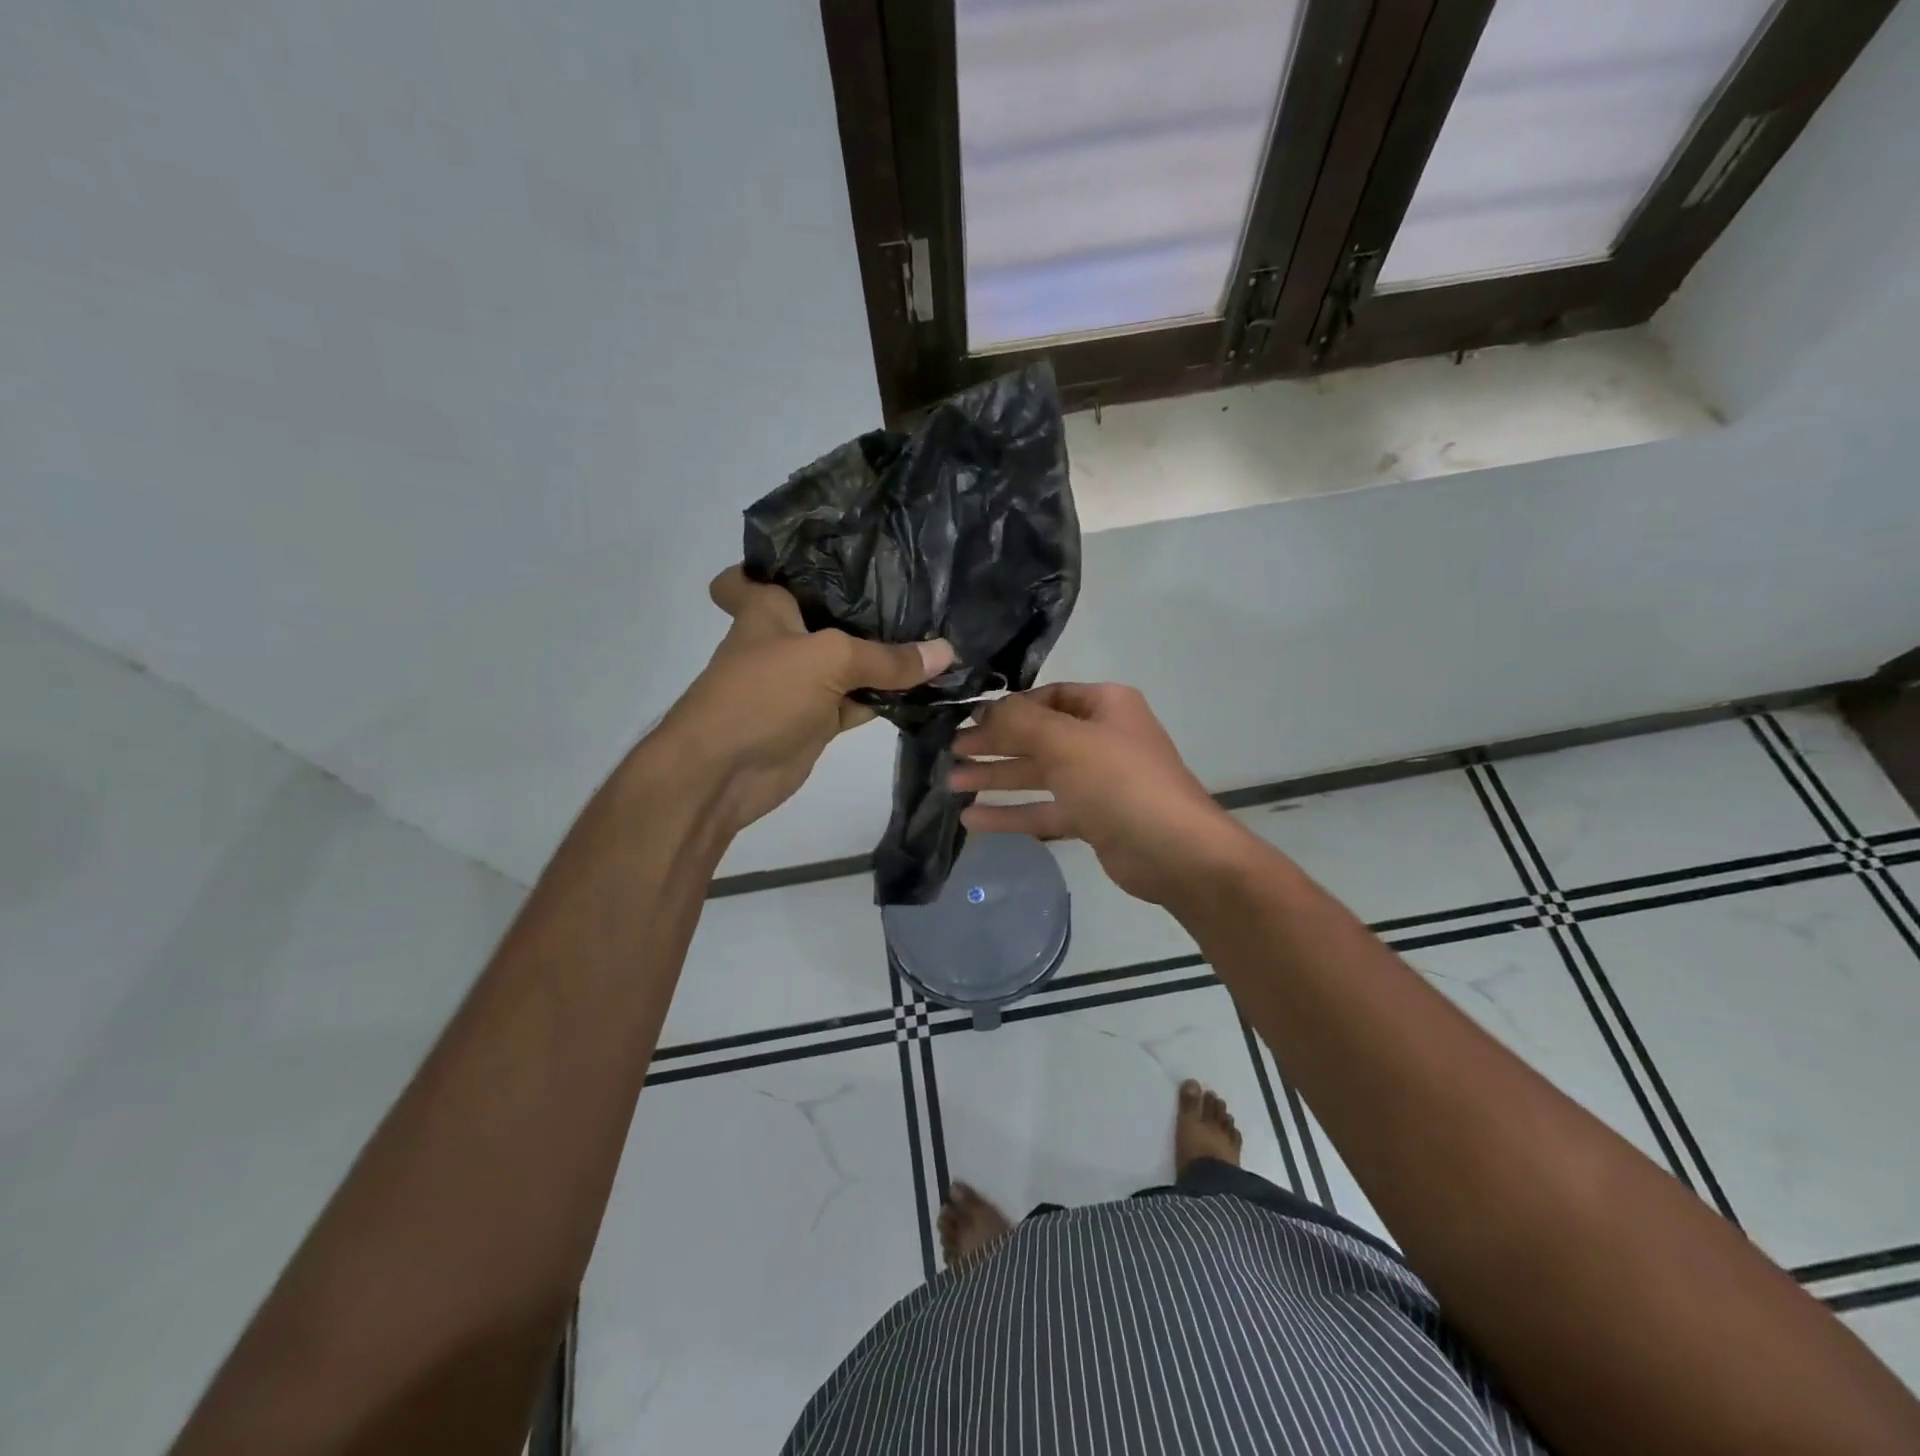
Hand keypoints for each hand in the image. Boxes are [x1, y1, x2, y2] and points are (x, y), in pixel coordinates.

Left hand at [657, 567, 953, 833]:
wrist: (722, 774)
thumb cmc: (761, 696)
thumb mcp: (827, 660)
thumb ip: (886, 657)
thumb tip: (946, 652)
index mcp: (769, 609)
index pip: (760, 572)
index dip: (781, 560)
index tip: (827, 553)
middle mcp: (786, 639)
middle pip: (829, 614)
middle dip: (867, 605)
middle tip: (921, 585)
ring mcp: (804, 682)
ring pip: (852, 661)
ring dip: (887, 655)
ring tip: (941, 630)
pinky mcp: (819, 719)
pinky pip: (861, 700)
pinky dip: (889, 696)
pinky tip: (929, 685)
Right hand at [948, 683, 1251, 904]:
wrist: (1175, 852)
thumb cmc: (1120, 782)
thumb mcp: (1065, 741)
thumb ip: (1019, 721)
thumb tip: (984, 710)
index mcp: (1104, 706)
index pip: (1047, 697)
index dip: (1006, 708)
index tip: (967, 721)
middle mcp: (1101, 738)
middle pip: (1037, 736)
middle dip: (993, 745)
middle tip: (950, 754)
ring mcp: (1097, 780)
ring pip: (1037, 774)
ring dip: (996, 778)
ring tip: (951, 784)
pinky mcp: (1092, 818)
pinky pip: (1044, 809)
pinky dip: (1012, 813)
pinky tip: (974, 820)